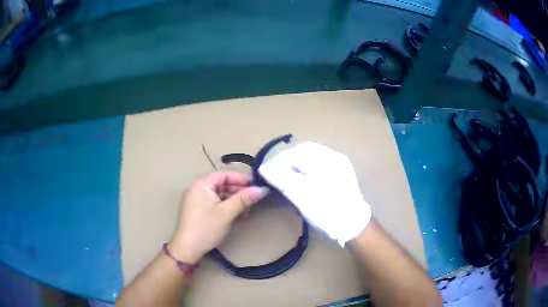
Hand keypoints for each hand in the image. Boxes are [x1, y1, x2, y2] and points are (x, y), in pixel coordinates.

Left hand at [168, 172, 268, 263]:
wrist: (187, 248)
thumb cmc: (206, 228)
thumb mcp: (227, 213)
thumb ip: (244, 199)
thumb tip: (263, 189)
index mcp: (202, 183)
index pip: (225, 175)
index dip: (242, 179)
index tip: (258, 185)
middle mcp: (198, 188)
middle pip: (222, 184)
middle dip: (239, 191)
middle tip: (255, 199)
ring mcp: (197, 199)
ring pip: (220, 195)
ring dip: (234, 201)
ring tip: (249, 209)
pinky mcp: (198, 210)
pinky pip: (215, 203)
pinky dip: (227, 207)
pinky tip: (238, 214)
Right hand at [259, 142, 371, 246]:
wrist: (353, 226)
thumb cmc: (326, 211)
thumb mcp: (301, 195)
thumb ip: (281, 179)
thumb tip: (263, 168)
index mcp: (326, 159)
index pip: (296, 152)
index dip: (278, 161)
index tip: (267, 173)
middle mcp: (334, 157)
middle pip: (304, 151)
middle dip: (288, 161)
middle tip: (277, 176)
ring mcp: (339, 165)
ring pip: (311, 158)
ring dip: (296, 165)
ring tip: (287, 179)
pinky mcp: (341, 174)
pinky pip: (319, 165)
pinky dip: (307, 169)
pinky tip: (303, 181)